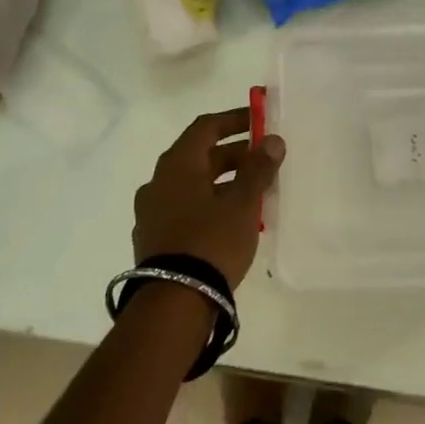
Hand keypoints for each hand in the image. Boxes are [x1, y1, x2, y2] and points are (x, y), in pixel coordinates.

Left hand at [133, 108, 284, 288]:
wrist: (173, 304)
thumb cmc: (211, 241)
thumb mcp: (243, 203)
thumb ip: (258, 168)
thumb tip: (272, 140)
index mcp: (177, 164)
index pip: (206, 127)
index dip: (234, 119)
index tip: (259, 120)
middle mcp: (158, 182)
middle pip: (199, 156)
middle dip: (234, 154)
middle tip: (263, 159)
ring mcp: (152, 212)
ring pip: (192, 184)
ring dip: (222, 181)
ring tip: (254, 192)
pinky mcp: (153, 239)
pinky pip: (185, 208)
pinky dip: (209, 204)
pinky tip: (231, 220)